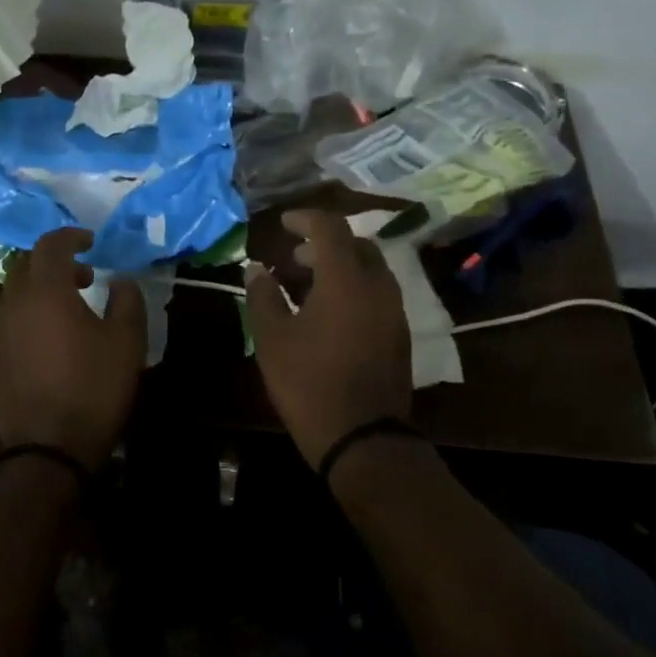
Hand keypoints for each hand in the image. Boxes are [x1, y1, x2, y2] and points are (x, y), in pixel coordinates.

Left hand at [0, 228, 146, 468]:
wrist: (48, 448)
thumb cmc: (93, 388)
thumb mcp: (127, 342)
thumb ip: (127, 301)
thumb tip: (120, 280)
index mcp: (46, 292)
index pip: (50, 245)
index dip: (71, 236)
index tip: (92, 241)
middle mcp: (15, 304)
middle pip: (26, 264)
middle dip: (54, 260)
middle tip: (85, 274)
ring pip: (16, 292)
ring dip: (42, 287)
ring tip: (73, 307)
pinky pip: (11, 318)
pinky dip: (32, 312)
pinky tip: (54, 338)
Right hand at [244, 209, 412, 467]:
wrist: (363, 438)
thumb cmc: (309, 383)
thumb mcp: (273, 339)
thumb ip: (263, 296)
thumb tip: (256, 268)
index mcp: (346, 279)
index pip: (330, 228)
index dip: (305, 218)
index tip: (284, 224)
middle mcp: (378, 286)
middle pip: (356, 245)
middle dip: (324, 243)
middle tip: (294, 258)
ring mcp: (394, 311)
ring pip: (370, 269)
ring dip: (341, 266)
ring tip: (308, 285)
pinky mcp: (399, 334)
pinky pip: (377, 293)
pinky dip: (354, 288)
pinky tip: (330, 313)